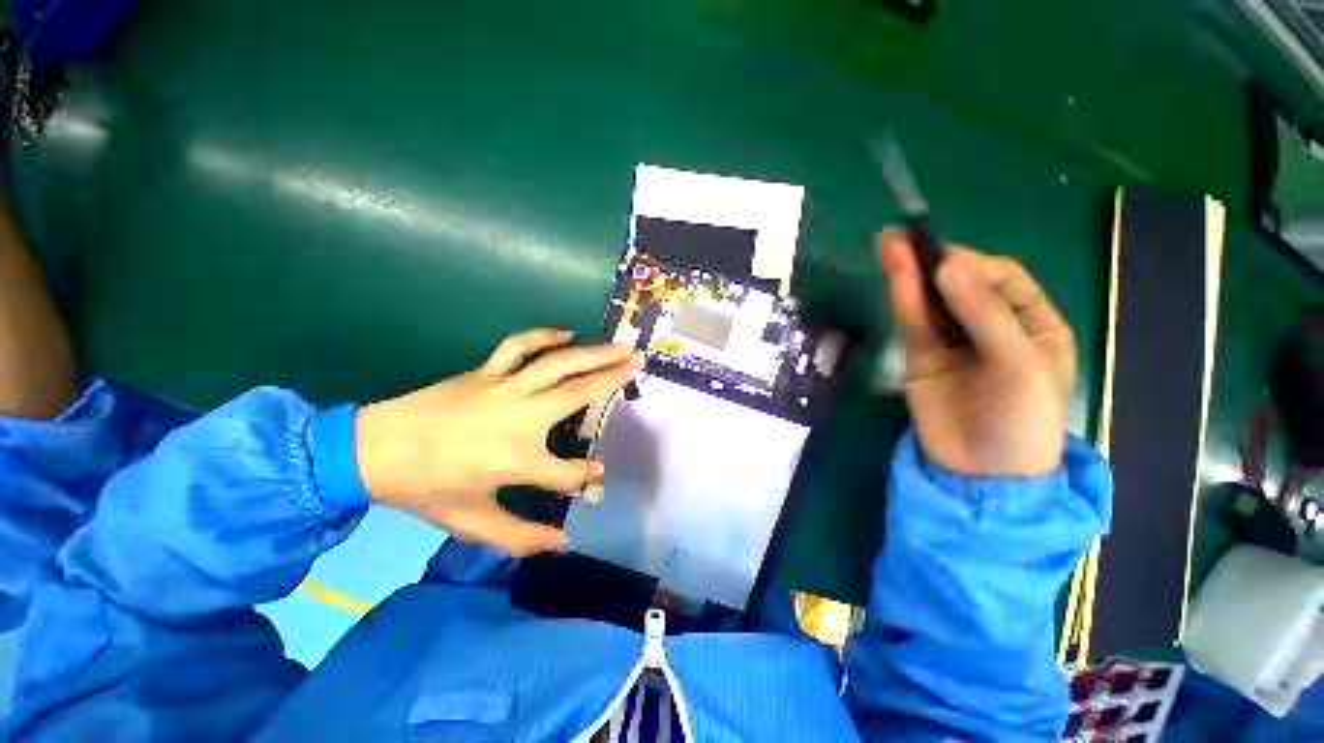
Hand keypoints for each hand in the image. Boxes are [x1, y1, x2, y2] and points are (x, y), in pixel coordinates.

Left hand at [355, 328, 643, 555]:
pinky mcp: (487, 372)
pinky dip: (545, 336)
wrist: (371, 450)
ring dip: (593, 352)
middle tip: (639, 362)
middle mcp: (518, 419)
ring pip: (558, 364)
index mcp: (514, 461)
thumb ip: (520, 536)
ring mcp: (503, 389)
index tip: (597, 474)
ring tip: (620, 346)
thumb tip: (563, 543)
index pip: (568, 471)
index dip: (585, 475)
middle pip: (577, 393)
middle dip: (613, 378)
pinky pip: (519, 346)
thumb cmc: (424, 489)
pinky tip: (567, 334)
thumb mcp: (471, 523)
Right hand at [877, 231, 1074, 476]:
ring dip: (910, 273)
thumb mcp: (1018, 364)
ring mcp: (953, 341)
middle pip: (962, 285)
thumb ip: (984, 314)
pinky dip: (901, 297)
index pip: (1003, 279)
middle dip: (936, 261)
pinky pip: (912, 322)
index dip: (974, 265)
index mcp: (1033, 323)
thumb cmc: (1020, 418)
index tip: (947, 260)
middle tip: (905, 237)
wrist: (980, 473)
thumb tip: (948, 265)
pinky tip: (891, 273)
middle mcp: (991, 326)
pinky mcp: (921, 355)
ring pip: (930, 300)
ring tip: (889, 243)